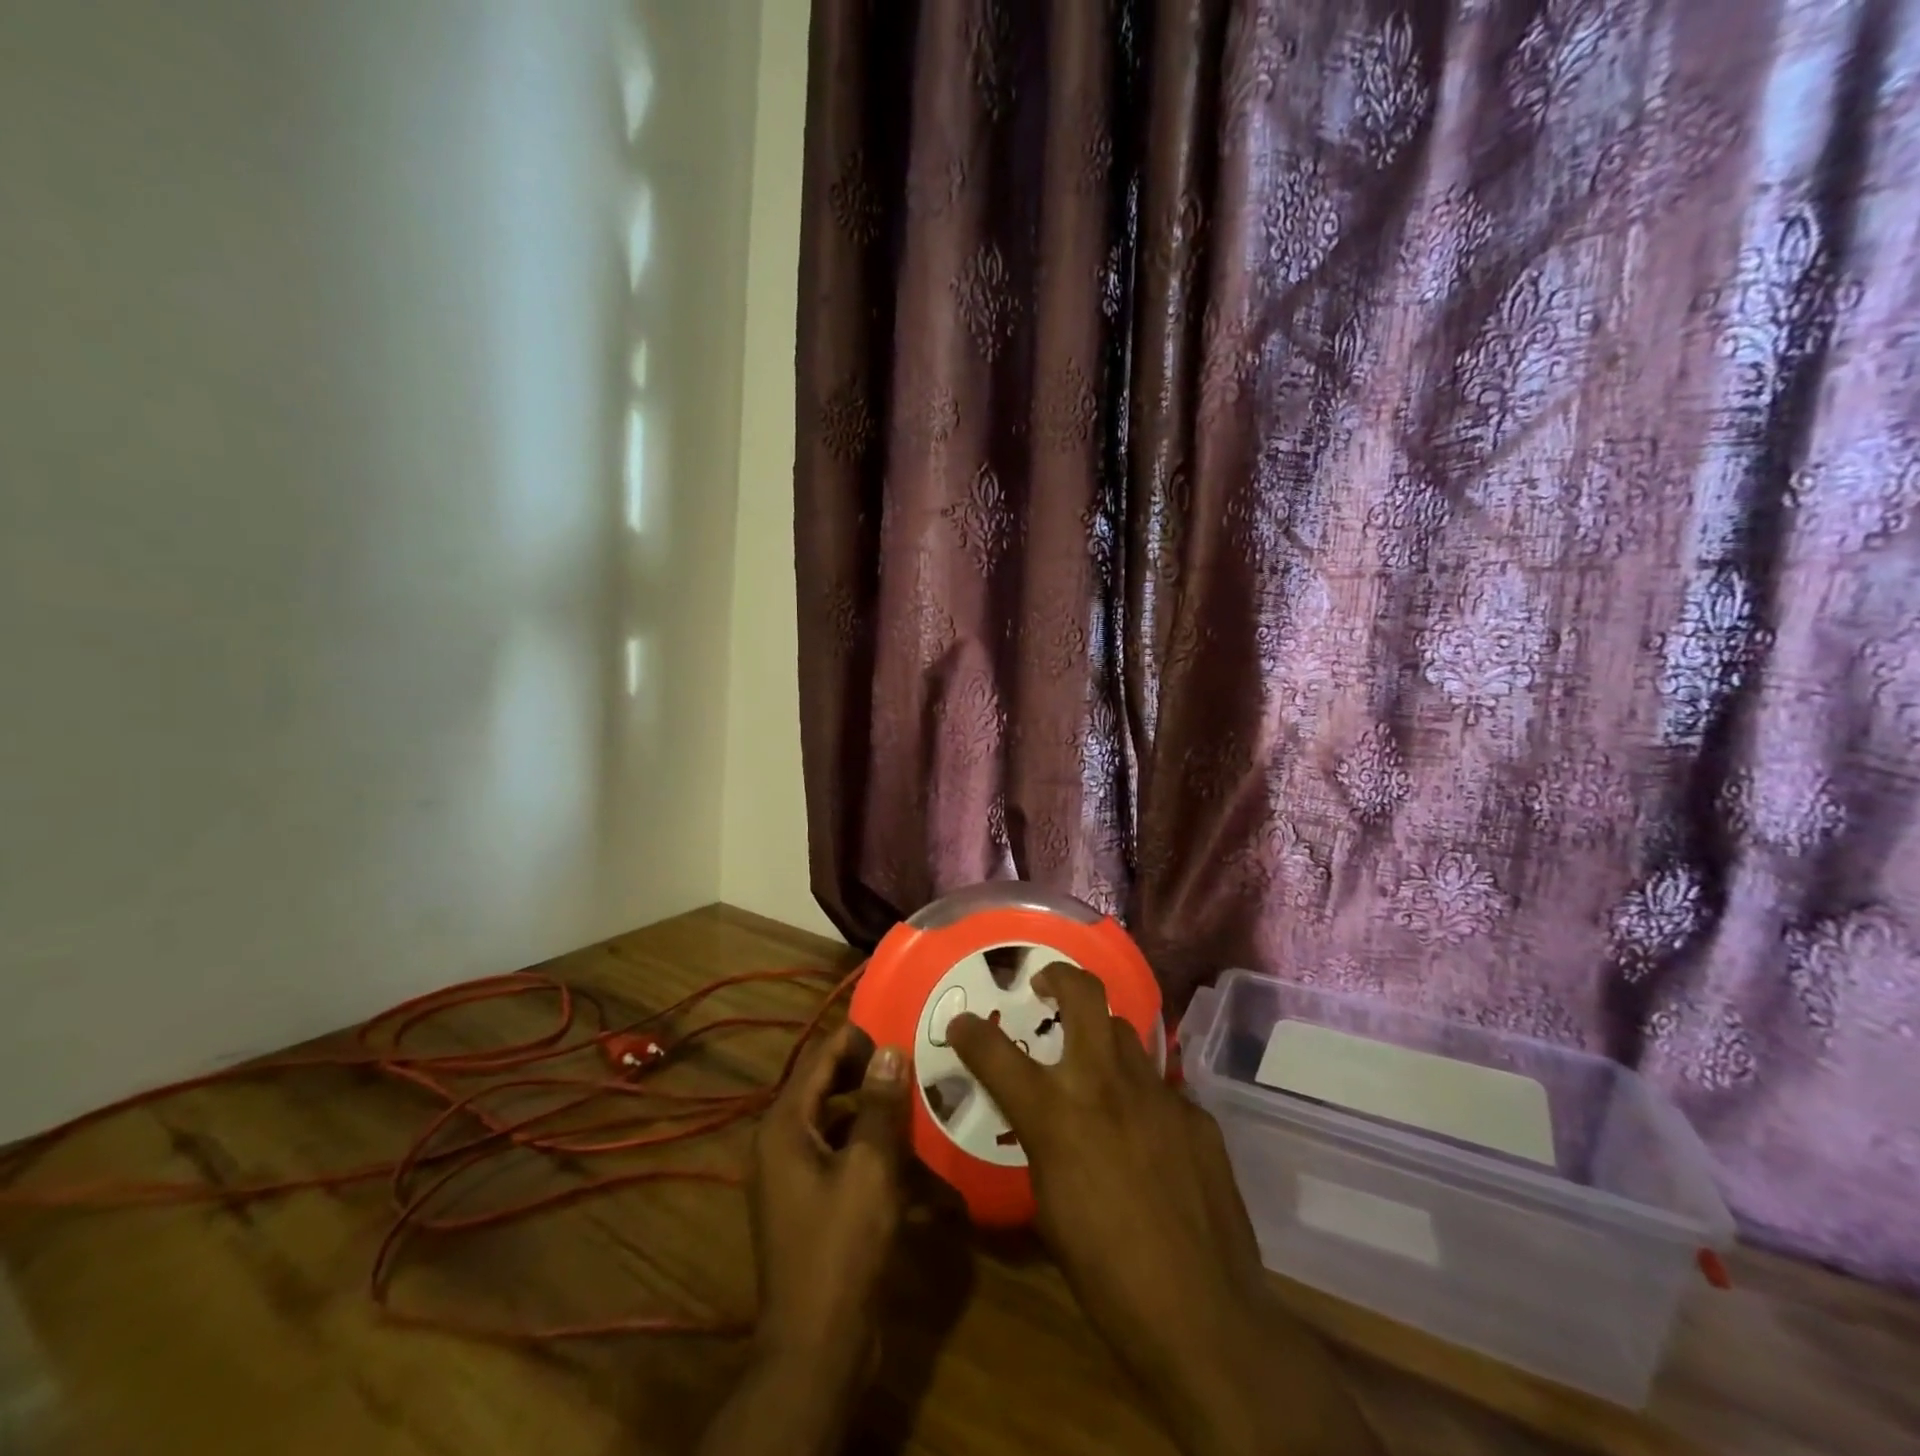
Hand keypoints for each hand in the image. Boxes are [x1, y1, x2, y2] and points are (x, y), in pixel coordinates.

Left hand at [749, 1024, 909, 1363]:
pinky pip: (840, 1154)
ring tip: (917, 1101)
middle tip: (913, 1066)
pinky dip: (870, 1147)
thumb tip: (891, 1048)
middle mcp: (780, 1141)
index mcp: (784, 1125)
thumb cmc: (841, 1248)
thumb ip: (881, 1105)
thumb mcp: (870, 1169)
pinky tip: (911, 1154)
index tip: (902, 1034)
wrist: (817, 1348)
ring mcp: (793, 1173)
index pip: (820, 1056)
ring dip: (874, 1110)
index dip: (859, 1038)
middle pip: (826, 1085)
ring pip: (837, 1120)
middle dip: (869, 1073)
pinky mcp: (810, 1201)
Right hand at [949, 964, 1378, 1455]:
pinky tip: (1147, 1136)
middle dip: (1059, 977)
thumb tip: (1043, 1121)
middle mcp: (1105, 1086)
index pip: (996, 1053)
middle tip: (1046, 988)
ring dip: (1102, 1040)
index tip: (961, 1023)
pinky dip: (1141, 1098)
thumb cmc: (1107, 1277)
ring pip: (1125, 1034)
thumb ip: (1042, 1145)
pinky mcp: (1197, 1114)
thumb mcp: (1048, 1209)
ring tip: (1096, 1067)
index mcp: (1056, 1115)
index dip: (970, 1033)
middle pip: (1084, 995)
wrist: (1205, 1316)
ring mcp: (1158, 1093)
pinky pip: (1160, 1088)